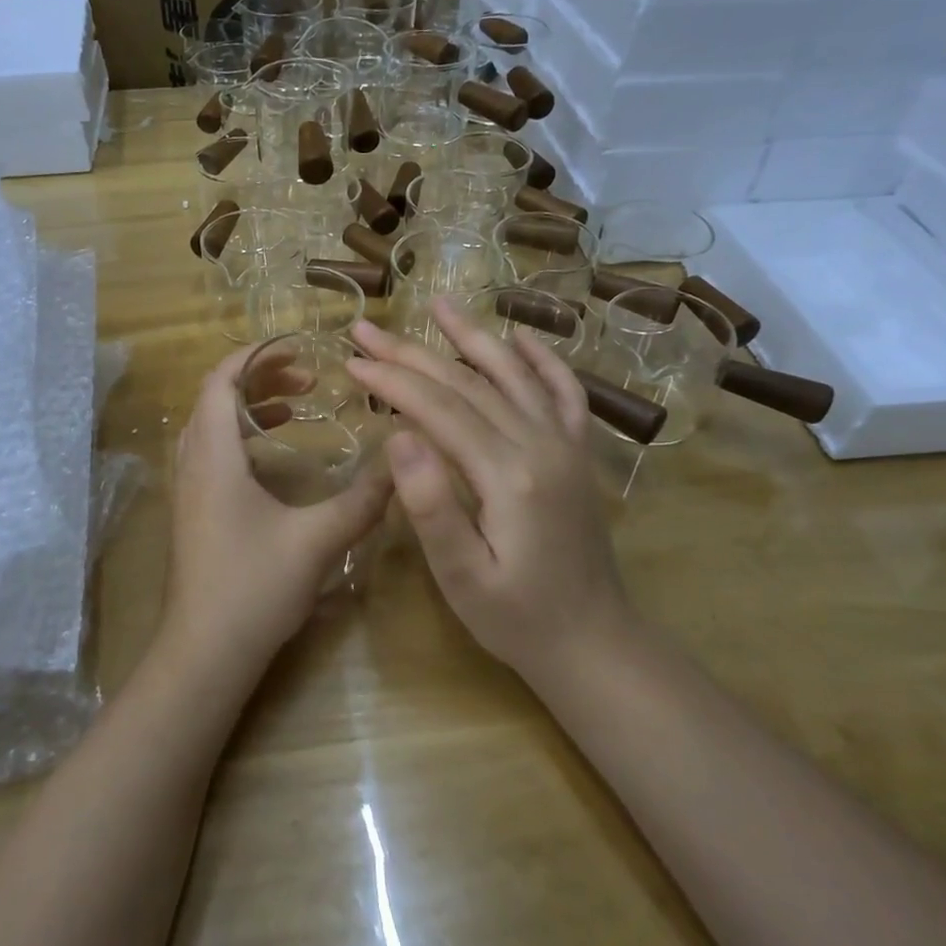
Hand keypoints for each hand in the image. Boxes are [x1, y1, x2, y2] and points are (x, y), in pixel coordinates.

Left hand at [165, 346, 392, 674]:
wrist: (204, 654)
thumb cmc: (253, 587)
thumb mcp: (317, 539)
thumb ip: (361, 500)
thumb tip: (401, 464)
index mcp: (213, 455)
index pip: (221, 380)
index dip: (256, 356)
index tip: (298, 350)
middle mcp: (193, 463)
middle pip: (215, 398)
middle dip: (260, 378)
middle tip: (307, 380)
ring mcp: (188, 490)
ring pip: (212, 426)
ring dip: (250, 408)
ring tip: (296, 407)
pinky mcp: (194, 513)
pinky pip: (212, 453)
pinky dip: (242, 438)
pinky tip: (275, 458)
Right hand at [346, 301, 625, 677]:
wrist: (594, 642)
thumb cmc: (516, 617)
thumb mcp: (462, 576)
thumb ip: (431, 505)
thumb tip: (398, 435)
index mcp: (508, 474)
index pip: (439, 408)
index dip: (392, 380)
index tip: (351, 361)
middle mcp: (541, 443)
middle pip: (468, 382)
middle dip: (411, 353)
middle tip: (366, 328)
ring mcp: (566, 444)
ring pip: (513, 374)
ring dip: (472, 336)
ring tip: (438, 303)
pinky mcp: (579, 453)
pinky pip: (564, 391)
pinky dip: (542, 359)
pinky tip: (521, 338)